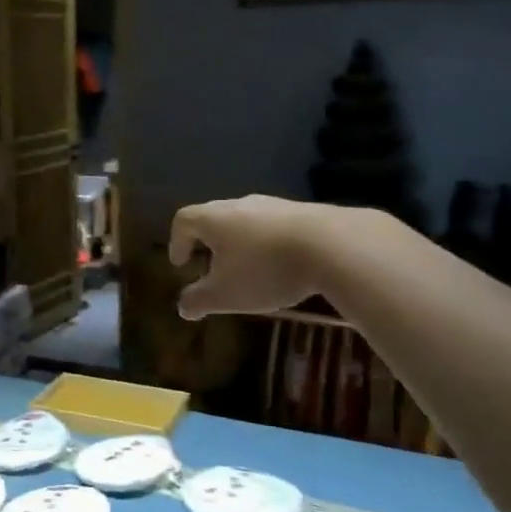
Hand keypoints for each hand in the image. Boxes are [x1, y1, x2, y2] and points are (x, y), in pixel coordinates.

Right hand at [168, 195, 328, 318]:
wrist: (333, 245)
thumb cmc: (265, 269)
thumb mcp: (226, 295)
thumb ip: (199, 300)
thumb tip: (183, 307)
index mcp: (213, 218)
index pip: (184, 220)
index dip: (177, 242)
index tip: (181, 264)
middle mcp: (239, 204)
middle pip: (215, 217)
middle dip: (210, 243)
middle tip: (213, 268)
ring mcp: (273, 204)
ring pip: (246, 221)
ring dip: (241, 243)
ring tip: (250, 269)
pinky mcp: (303, 211)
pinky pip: (275, 226)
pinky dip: (270, 243)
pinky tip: (284, 265)